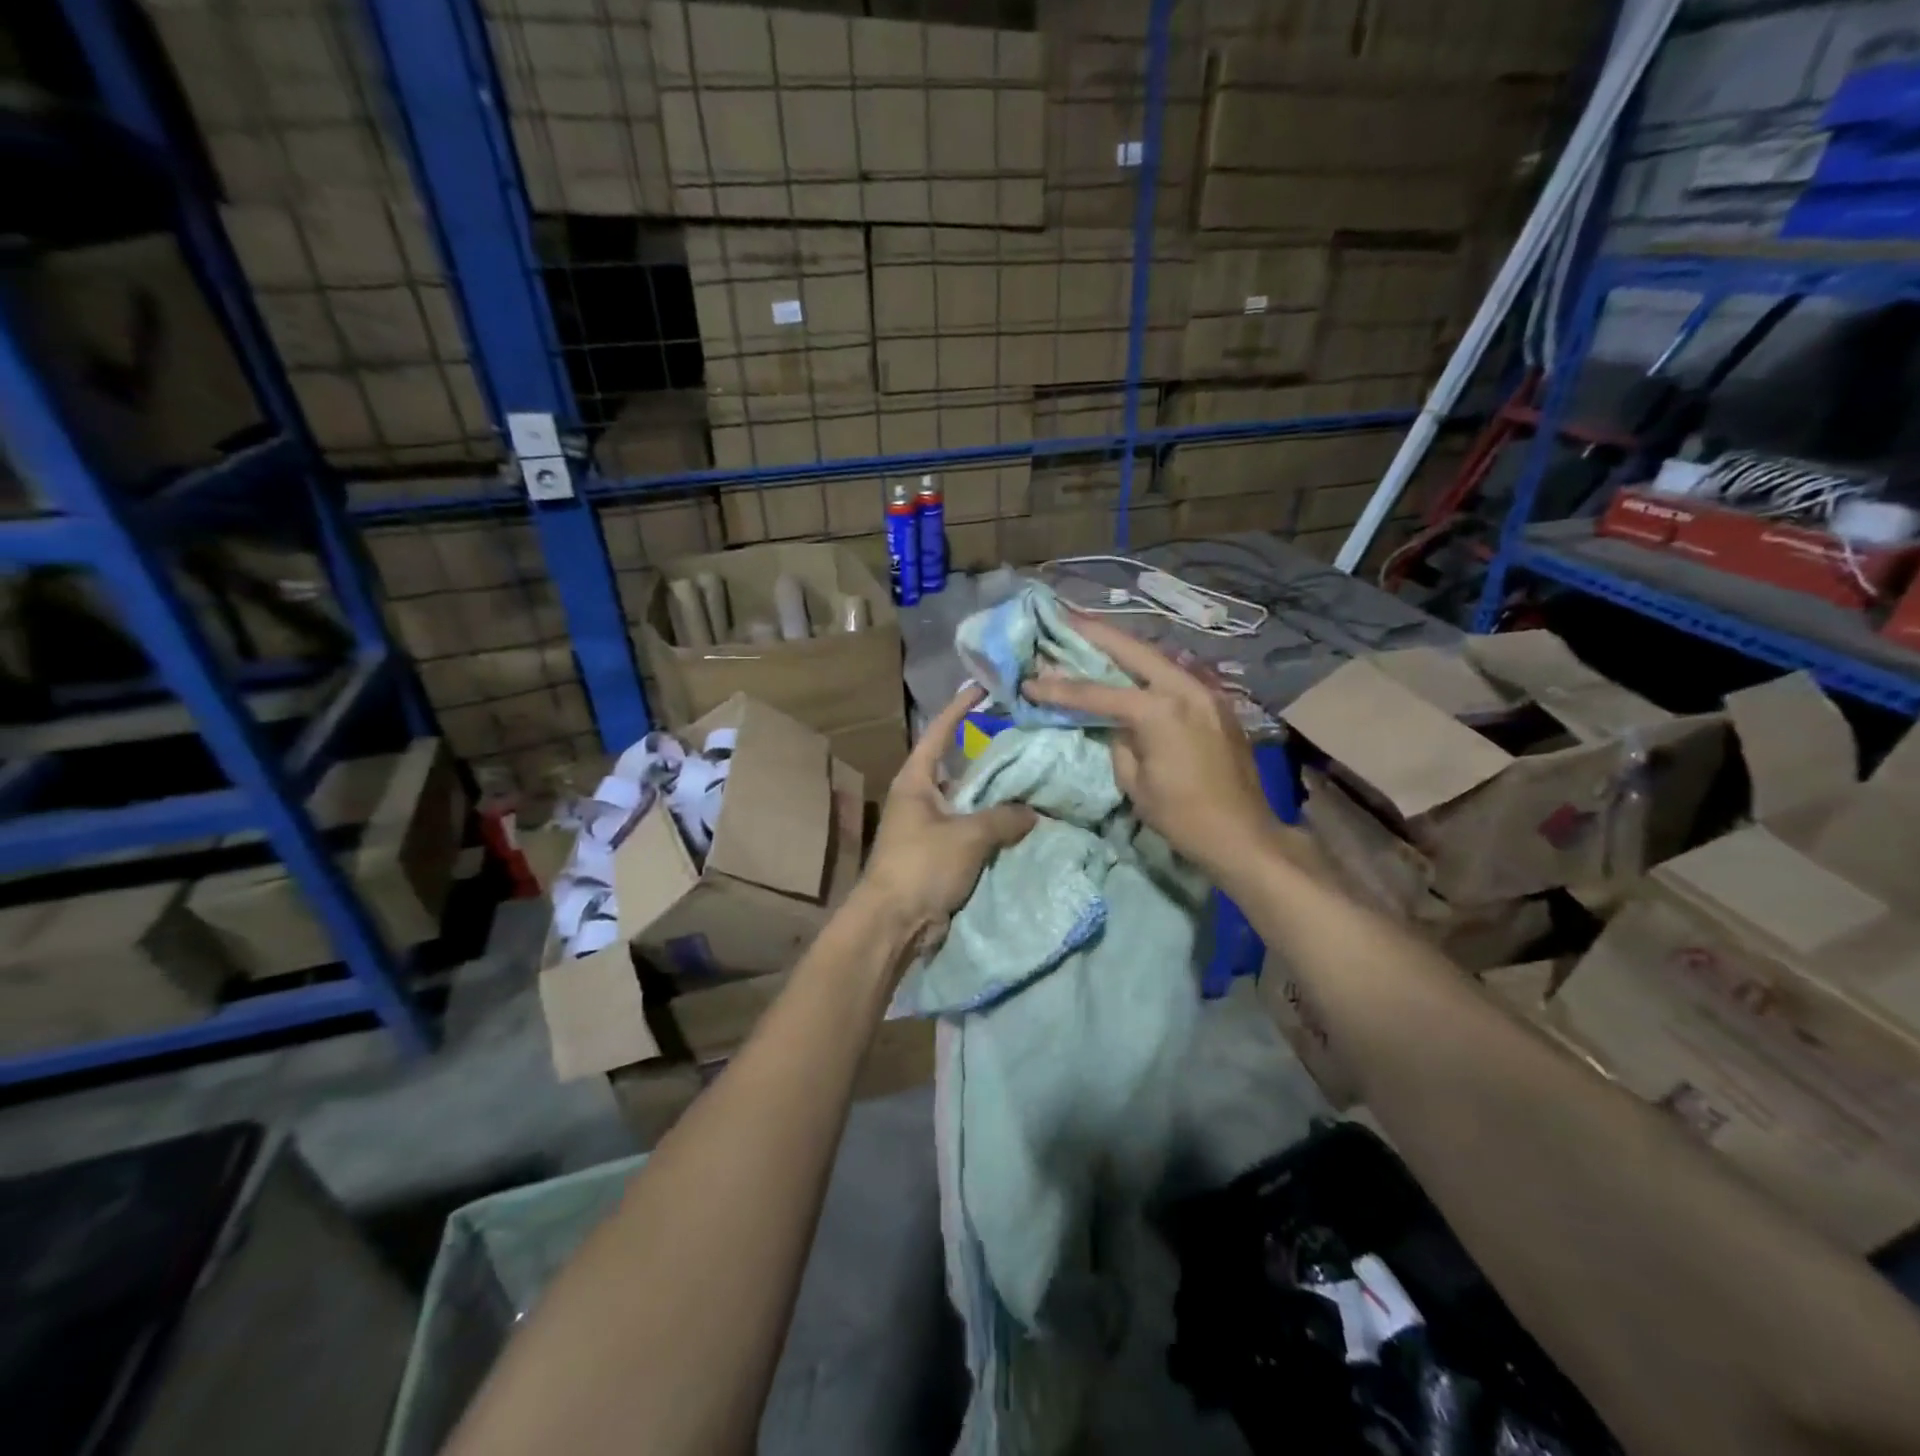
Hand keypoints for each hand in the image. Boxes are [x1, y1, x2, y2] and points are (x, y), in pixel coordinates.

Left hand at [857, 685, 1035, 951]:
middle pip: (960, 767)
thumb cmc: (922, 866)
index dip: (960, 709)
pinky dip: (996, 827)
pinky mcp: (942, 854)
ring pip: (971, 802)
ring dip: (998, 796)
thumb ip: (1004, 817)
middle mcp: (922, 797)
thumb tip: (1032, 812)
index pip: (939, 733)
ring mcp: (931, 827)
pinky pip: (974, 831)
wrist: (894, 923)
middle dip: (990, 755)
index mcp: (916, 780)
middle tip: (1026, 739)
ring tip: (1036, 780)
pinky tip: (1026, 823)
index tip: (982, 688)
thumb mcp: (967, 835)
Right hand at [1022, 615, 1282, 879]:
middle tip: (1064, 616)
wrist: (1243, 835)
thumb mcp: (1135, 782)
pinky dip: (1148, 669)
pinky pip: (1175, 677)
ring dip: (1124, 647)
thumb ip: (1120, 741)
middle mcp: (1184, 689)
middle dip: (1096, 633)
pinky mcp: (1216, 705)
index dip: (1060, 688)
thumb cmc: (1182, 816)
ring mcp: (1206, 693)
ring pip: (1157, 658)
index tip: (1030, 681)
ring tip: (1094, 635)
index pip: (1097, 692)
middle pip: (1132, 650)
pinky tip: (1132, 669)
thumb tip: (1115, 723)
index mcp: (1159, 710)